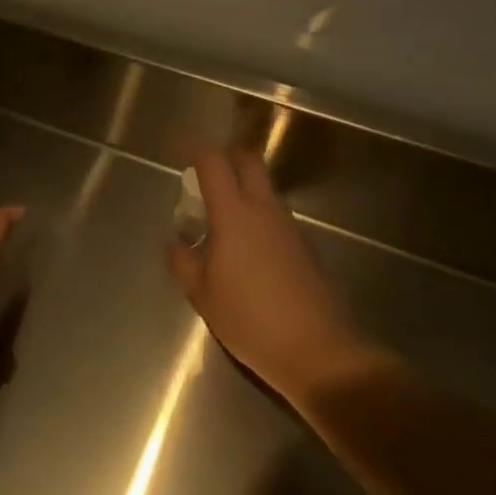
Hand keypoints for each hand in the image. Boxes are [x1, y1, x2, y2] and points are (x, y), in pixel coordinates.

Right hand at [166, 148, 372, 405]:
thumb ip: (184, 264)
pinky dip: (257, 215)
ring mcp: (290, 227)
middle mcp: (265, 211)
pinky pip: (276, 216)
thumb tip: (177, 245)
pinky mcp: (305, 246)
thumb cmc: (251, 321)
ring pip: (265, 189)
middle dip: (226, 156)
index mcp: (234, 215)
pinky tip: (246, 248)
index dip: (196, 147)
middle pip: (249, 162)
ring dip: (243, 188)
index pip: (215, 163)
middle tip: (204, 170)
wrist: (318, 351)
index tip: (181, 143)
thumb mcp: (203, 296)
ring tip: (220, 215)